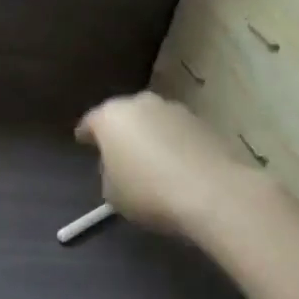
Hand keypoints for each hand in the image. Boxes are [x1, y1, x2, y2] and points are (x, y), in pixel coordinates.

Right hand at [76, 92, 271, 239]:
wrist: (213, 194)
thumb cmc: (148, 192)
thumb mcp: (112, 193)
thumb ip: (109, 174)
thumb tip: (119, 169)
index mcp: (110, 117)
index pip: (90, 122)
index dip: (86, 135)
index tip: (84, 144)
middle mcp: (141, 104)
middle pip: (124, 116)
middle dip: (121, 132)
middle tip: (119, 153)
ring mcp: (175, 110)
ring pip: (154, 121)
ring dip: (150, 136)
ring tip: (152, 162)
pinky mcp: (204, 123)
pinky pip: (178, 133)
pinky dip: (174, 144)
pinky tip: (177, 166)